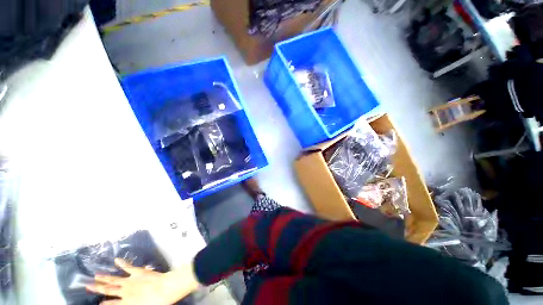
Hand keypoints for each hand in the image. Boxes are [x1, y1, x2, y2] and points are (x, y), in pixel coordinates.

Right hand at [86, 258, 198, 304]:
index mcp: (126, 303)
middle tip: (87, 286)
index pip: (112, 304)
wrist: (165, 289)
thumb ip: (131, 304)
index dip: (105, 304)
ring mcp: (130, 281)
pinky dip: (122, 263)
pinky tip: (116, 260)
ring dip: (104, 277)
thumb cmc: (156, 303)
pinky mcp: (137, 272)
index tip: (99, 303)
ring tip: (96, 275)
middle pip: (108, 290)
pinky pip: (128, 267)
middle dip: (97, 288)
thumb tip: (126, 303)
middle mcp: (124, 292)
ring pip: (113, 279)